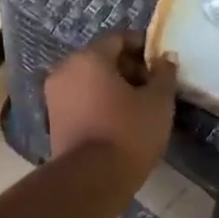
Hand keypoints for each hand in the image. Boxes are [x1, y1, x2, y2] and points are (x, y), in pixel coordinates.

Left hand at [45, 31, 177, 185]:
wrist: (91, 179)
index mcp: (88, 57)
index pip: (118, 38)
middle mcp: (65, 69)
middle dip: (127, 68)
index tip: (160, 65)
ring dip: (112, 86)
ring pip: (88, 80)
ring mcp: (54, 95)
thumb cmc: (129, 132)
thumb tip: (165, 59)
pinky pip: (79, 99)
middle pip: (100, 58)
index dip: (142, 47)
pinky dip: (97, 102)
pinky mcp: (53, 119)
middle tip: (151, 88)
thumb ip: (164, 74)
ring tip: (137, 107)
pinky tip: (117, 121)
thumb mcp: (158, 102)